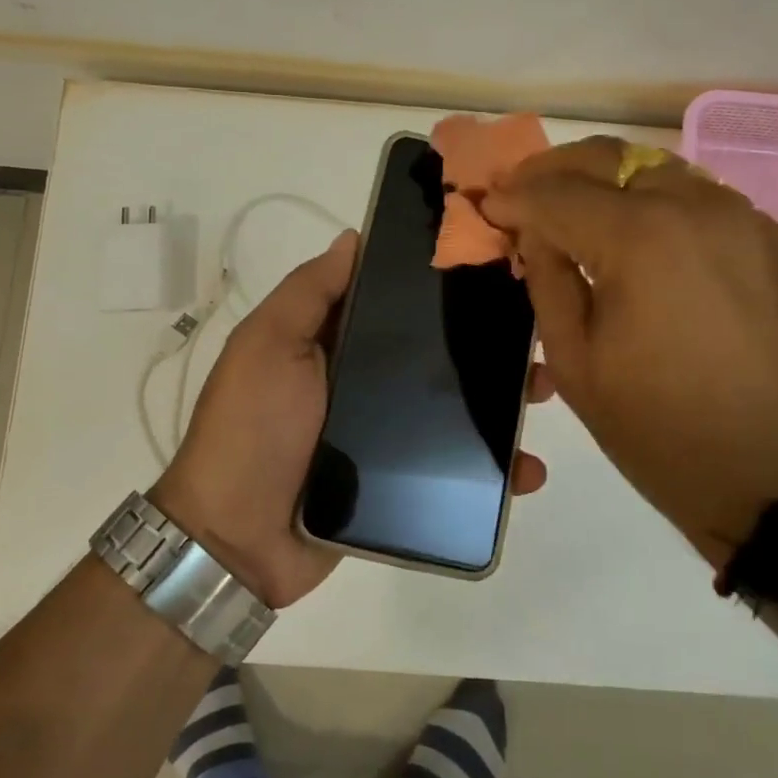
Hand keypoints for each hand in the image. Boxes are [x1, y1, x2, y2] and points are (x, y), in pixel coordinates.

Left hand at [153, 230, 551, 608]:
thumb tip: (354, 238)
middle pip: (433, 355)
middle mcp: (362, 381)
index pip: (394, 302)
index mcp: (333, 342)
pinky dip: (492, 470)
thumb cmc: (253, 428)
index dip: (439, 286)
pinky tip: (526, 470)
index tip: (491, 271)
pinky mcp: (400, 482)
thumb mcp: (269, 345)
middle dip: (485, 344)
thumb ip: (310, 293)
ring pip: (452, 408)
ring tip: (541, 394)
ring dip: (498, 400)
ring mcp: (383, 435)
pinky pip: (453, 467)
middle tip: (532, 337)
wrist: (237, 539)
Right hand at [482, 136, 777, 564]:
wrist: (773, 474)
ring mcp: (737, 216)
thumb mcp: (574, 362)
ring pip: (652, 166)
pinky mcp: (763, 236)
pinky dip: (647, 197)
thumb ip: (547, 280)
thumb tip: (533, 230)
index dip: (513, 198)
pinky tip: (628, 230)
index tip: (486, 207)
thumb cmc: (658, 429)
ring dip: (602, 179)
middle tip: (521, 195)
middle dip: (553, 170)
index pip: (556, 193)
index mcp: (640, 239)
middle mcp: (694, 206)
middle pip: (608, 157)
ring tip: (569, 209)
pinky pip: (691, 193)